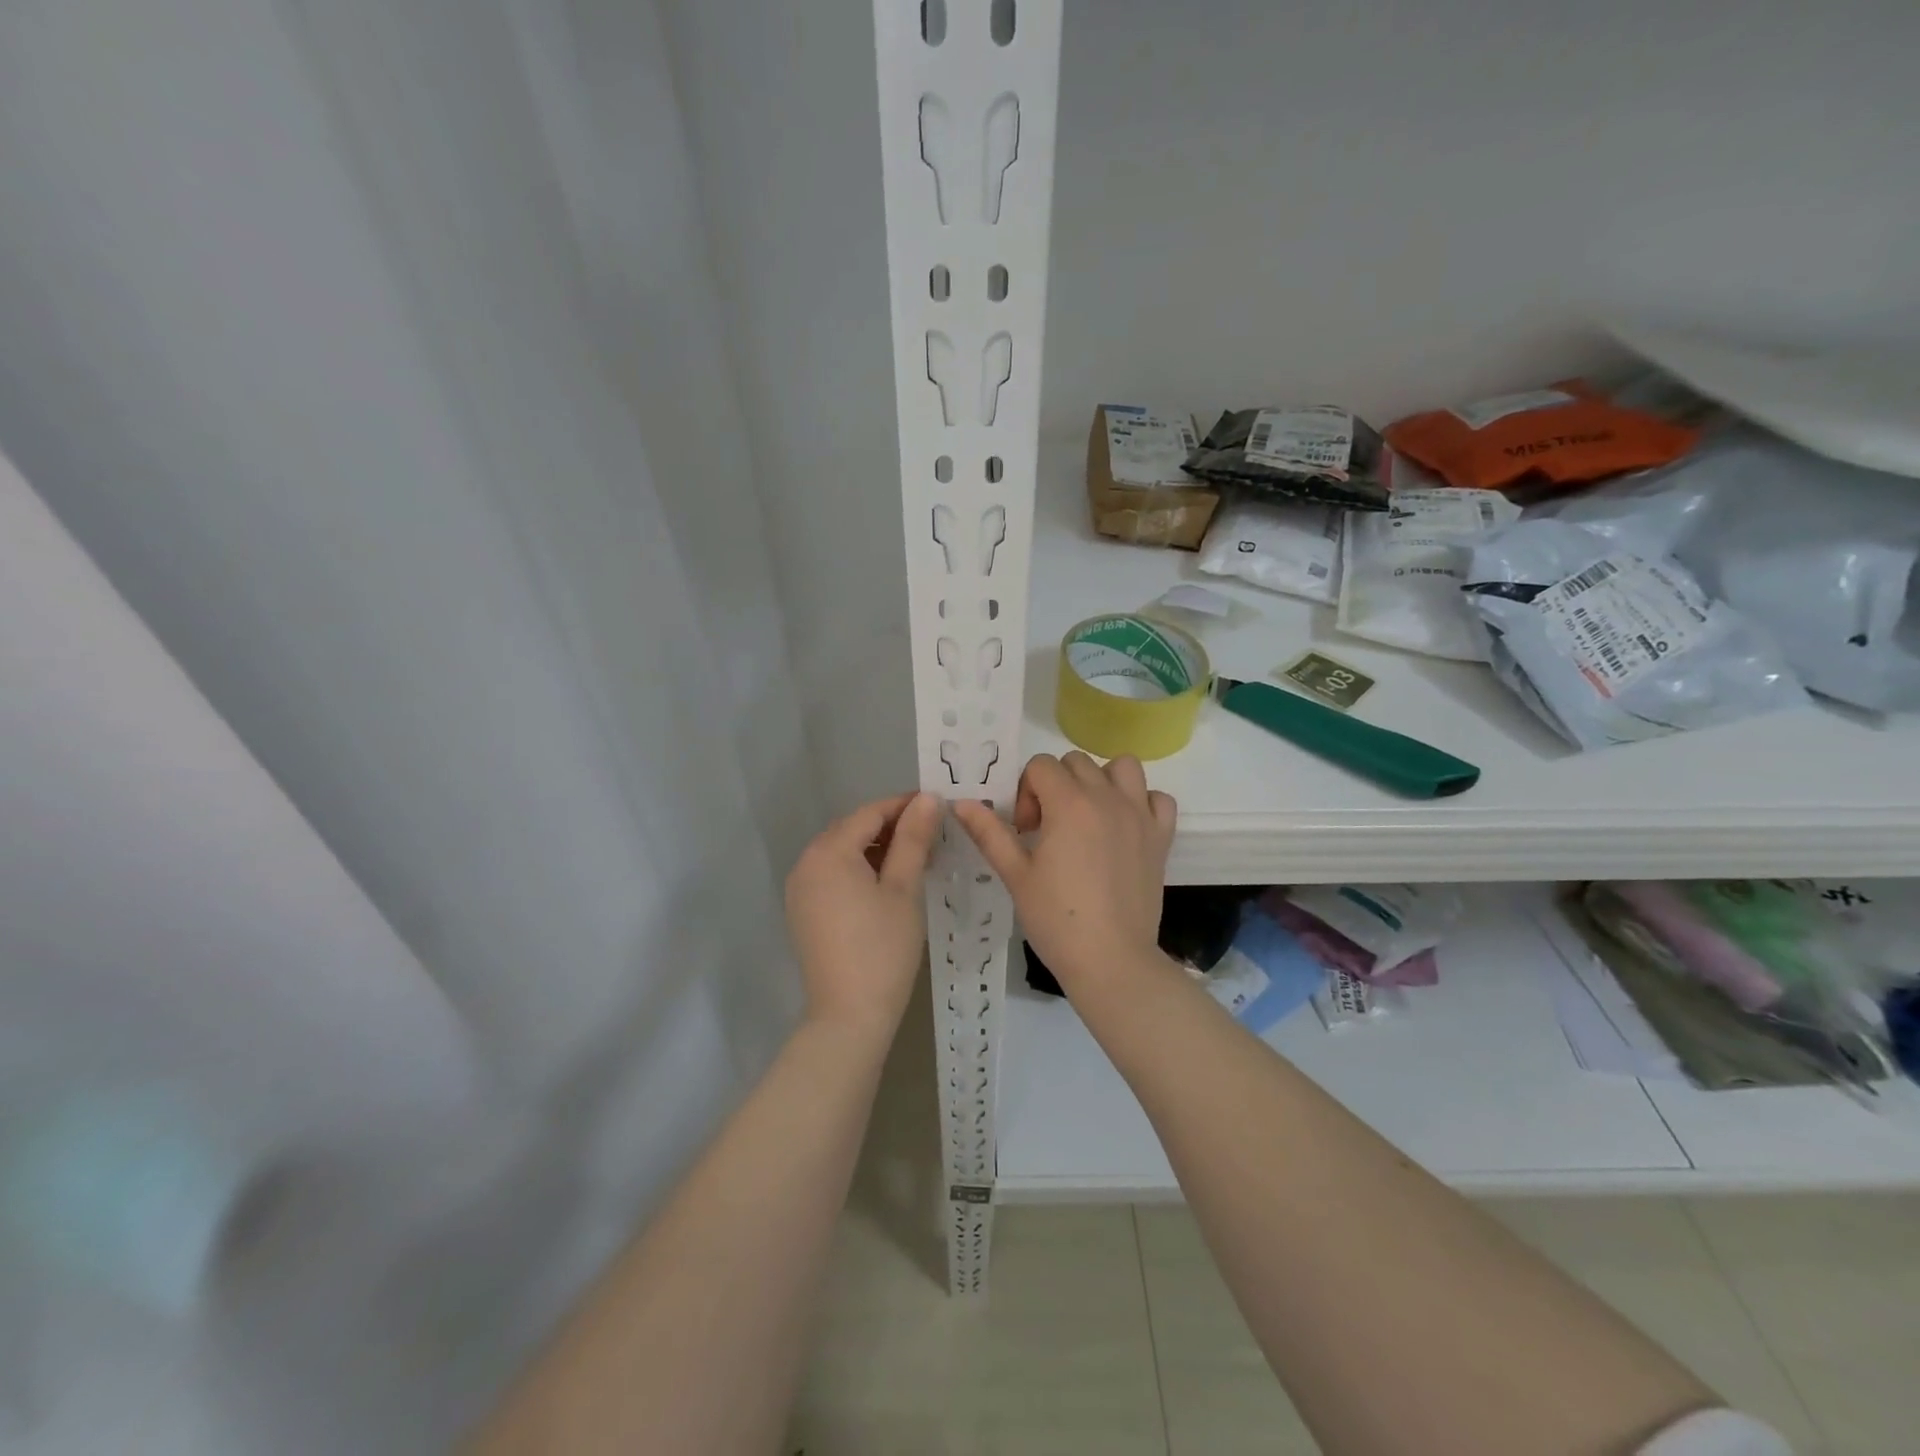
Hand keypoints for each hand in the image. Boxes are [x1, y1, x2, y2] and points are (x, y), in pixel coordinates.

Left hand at [785, 791, 943, 1043]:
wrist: (849, 1015)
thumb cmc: (883, 948)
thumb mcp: (904, 888)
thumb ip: (914, 838)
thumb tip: (927, 799)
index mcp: (828, 852)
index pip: (869, 813)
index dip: (904, 805)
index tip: (938, 806)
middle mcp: (806, 863)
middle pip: (852, 829)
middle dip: (891, 826)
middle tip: (931, 834)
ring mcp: (800, 889)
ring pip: (841, 852)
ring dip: (875, 848)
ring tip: (915, 858)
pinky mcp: (803, 912)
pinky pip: (832, 875)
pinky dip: (858, 870)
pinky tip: (887, 883)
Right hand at [954, 752, 1176, 991]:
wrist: (1111, 961)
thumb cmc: (1057, 919)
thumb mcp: (1015, 875)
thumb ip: (989, 832)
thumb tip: (961, 803)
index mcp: (1069, 804)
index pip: (1041, 766)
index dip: (1025, 792)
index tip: (1025, 830)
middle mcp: (1108, 798)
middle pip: (1077, 762)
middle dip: (1056, 784)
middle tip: (1048, 827)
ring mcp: (1140, 815)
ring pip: (1123, 767)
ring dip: (1102, 781)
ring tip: (1089, 815)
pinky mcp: (1161, 837)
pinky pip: (1159, 798)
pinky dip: (1142, 803)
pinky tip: (1125, 827)